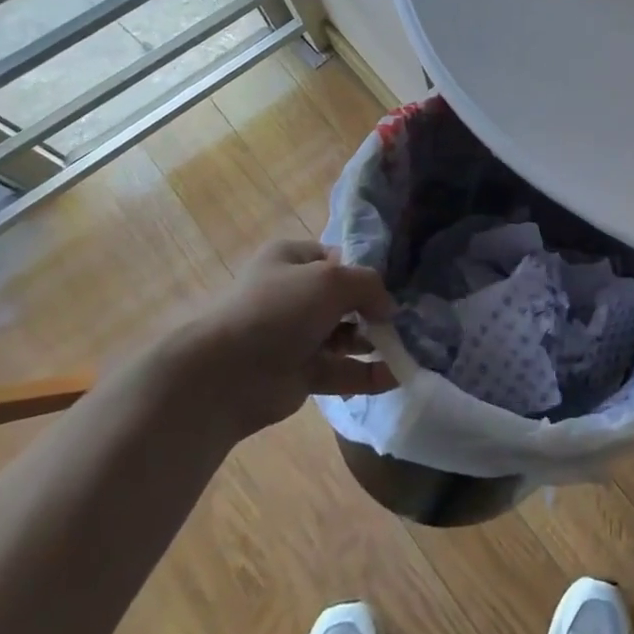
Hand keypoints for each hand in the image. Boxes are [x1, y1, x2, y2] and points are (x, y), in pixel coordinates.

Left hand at [170, 239, 396, 436]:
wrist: (226, 375)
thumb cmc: (279, 310)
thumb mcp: (332, 279)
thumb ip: (369, 286)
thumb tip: (389, 308)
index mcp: (291, 259)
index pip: (336, 258)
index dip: (362, 269)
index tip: (391, 284)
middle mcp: (293, 294)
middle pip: (344, 298)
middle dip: (373, 309)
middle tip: (404, 319)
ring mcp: (296, 336)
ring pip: (345, 336)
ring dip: (374, 342)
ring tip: (408, 347)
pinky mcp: (300, 374)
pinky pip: (341, 371)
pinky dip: (367, 374)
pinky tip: (396, 376)